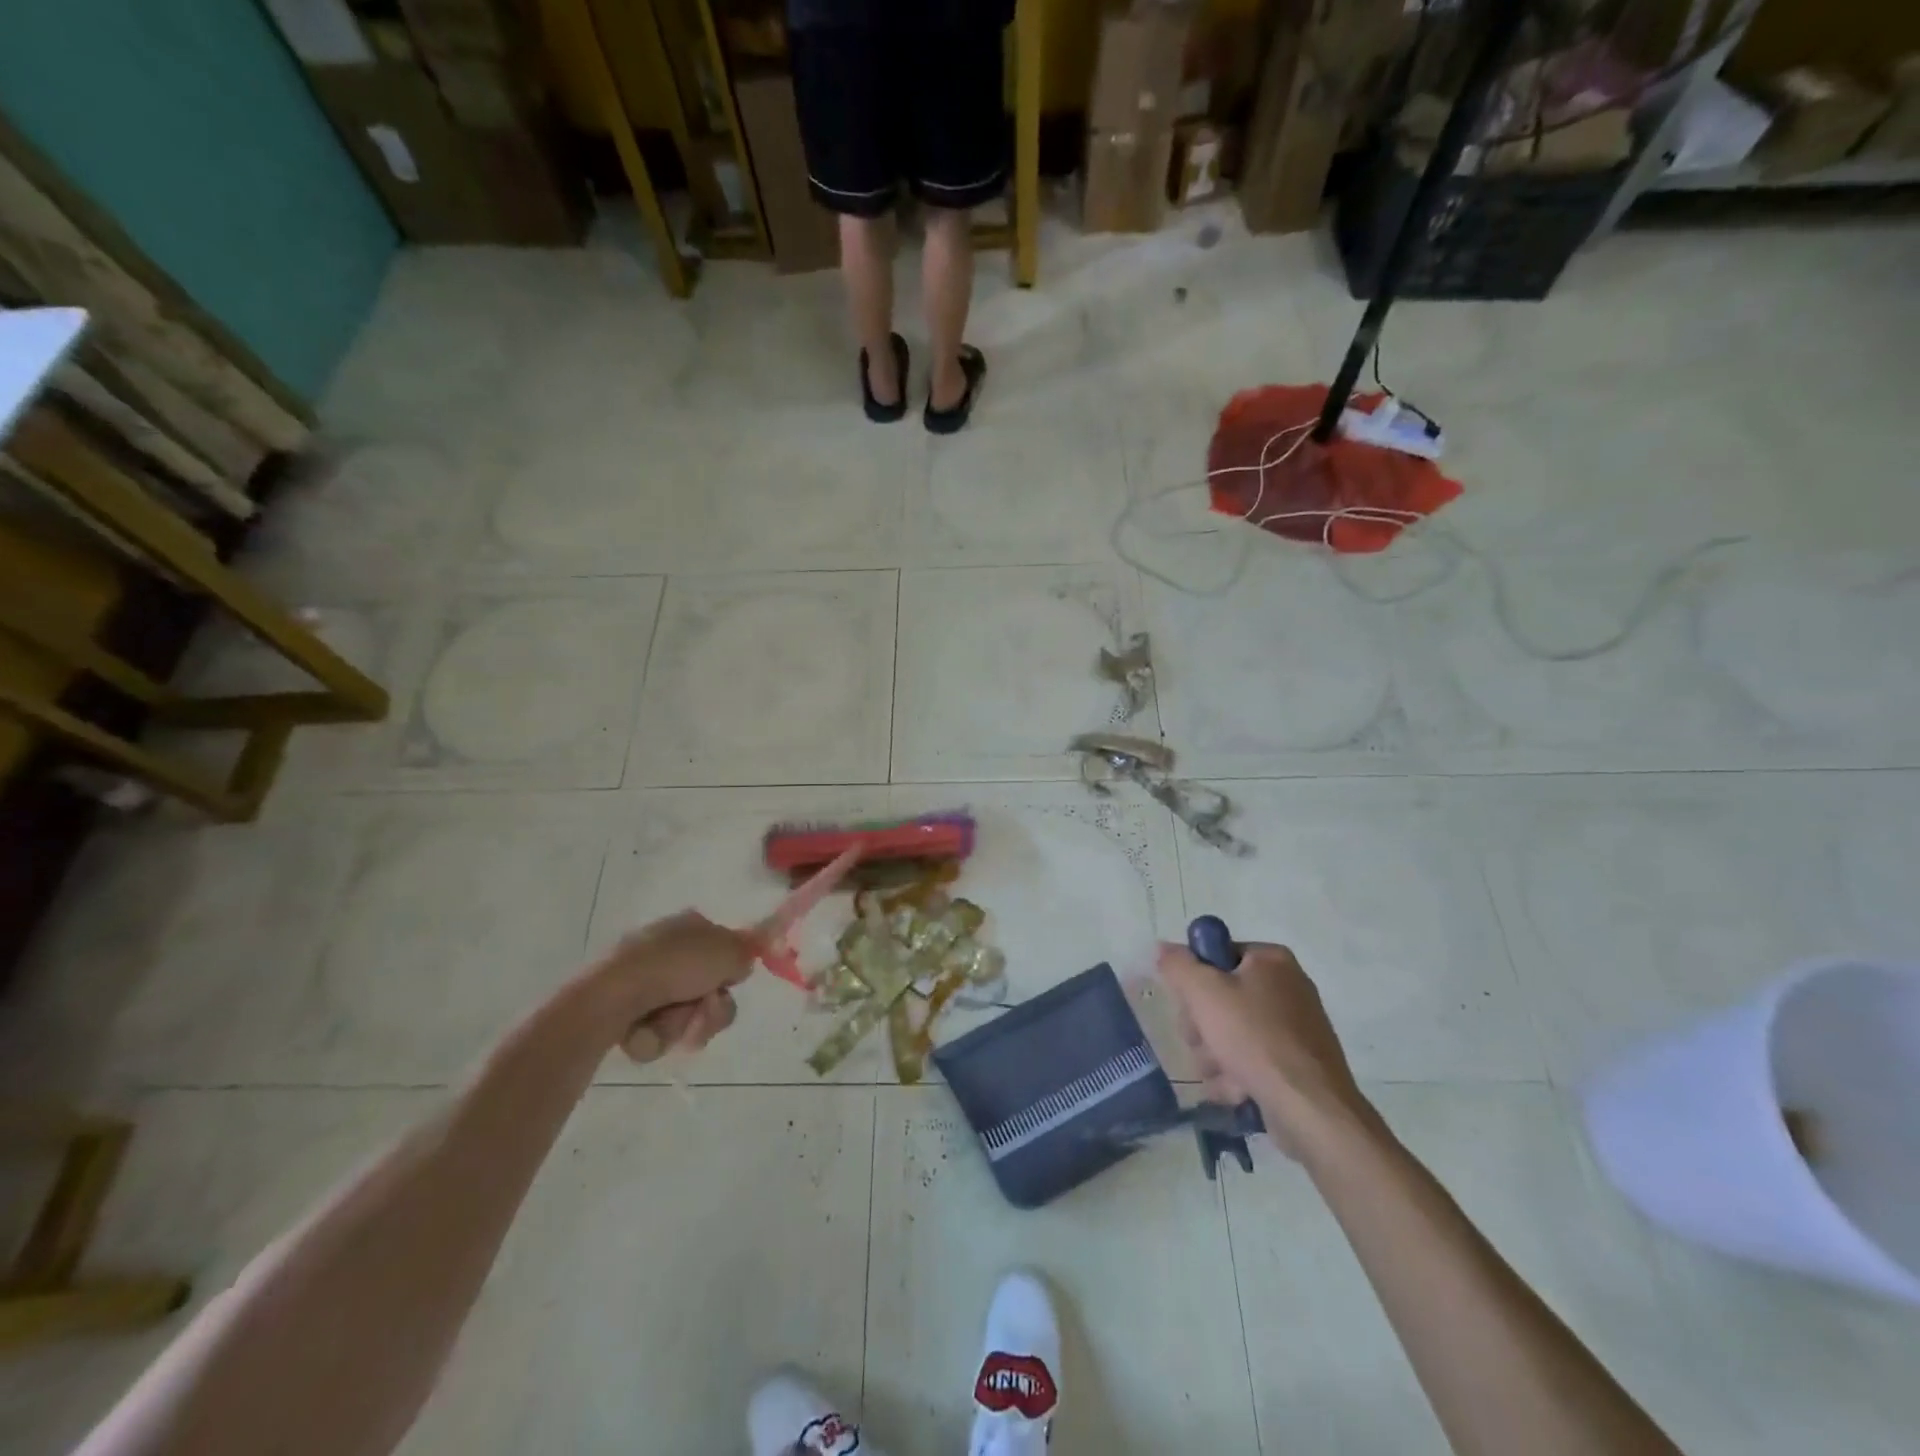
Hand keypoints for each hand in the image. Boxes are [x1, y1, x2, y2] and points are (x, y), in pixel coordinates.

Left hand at [583, 911, 755, 1063]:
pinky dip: (658, 1035)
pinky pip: (659, 1031)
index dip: (731, 970)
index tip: (729, 983)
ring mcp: (645, 981)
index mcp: (690, 926)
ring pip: (687, 1014)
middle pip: (709, 988)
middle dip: (711, 1008)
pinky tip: (647, 1029)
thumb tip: (742, 962)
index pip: (724, 949)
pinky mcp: (626, 1011)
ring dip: (686, 1024)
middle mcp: (667, 949)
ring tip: (669, 1023)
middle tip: (705, 1011)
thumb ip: (746, 954)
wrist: (613, 997)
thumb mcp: (727, 952)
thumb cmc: (674, 966)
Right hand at [1156, 940, 1379, 1160]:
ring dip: (1215, 1056)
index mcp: (1272, 961)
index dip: (1195, 979)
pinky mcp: (1297, 1065)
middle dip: (1203, 1027)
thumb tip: (1163, 947)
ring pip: (1232, 1033)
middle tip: (1201, 1042)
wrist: (1311, 1109)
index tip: (1189, 1004)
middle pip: (1221, 997)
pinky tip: (1236, 1091)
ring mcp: (1295, 1028)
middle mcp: (1288, 987)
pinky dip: (1238, 1076)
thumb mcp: (1204, 992)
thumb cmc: (1255, 1038)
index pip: (1216, 955)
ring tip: (1221, 1074)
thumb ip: (1178, 965)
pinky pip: (1253, 1061)